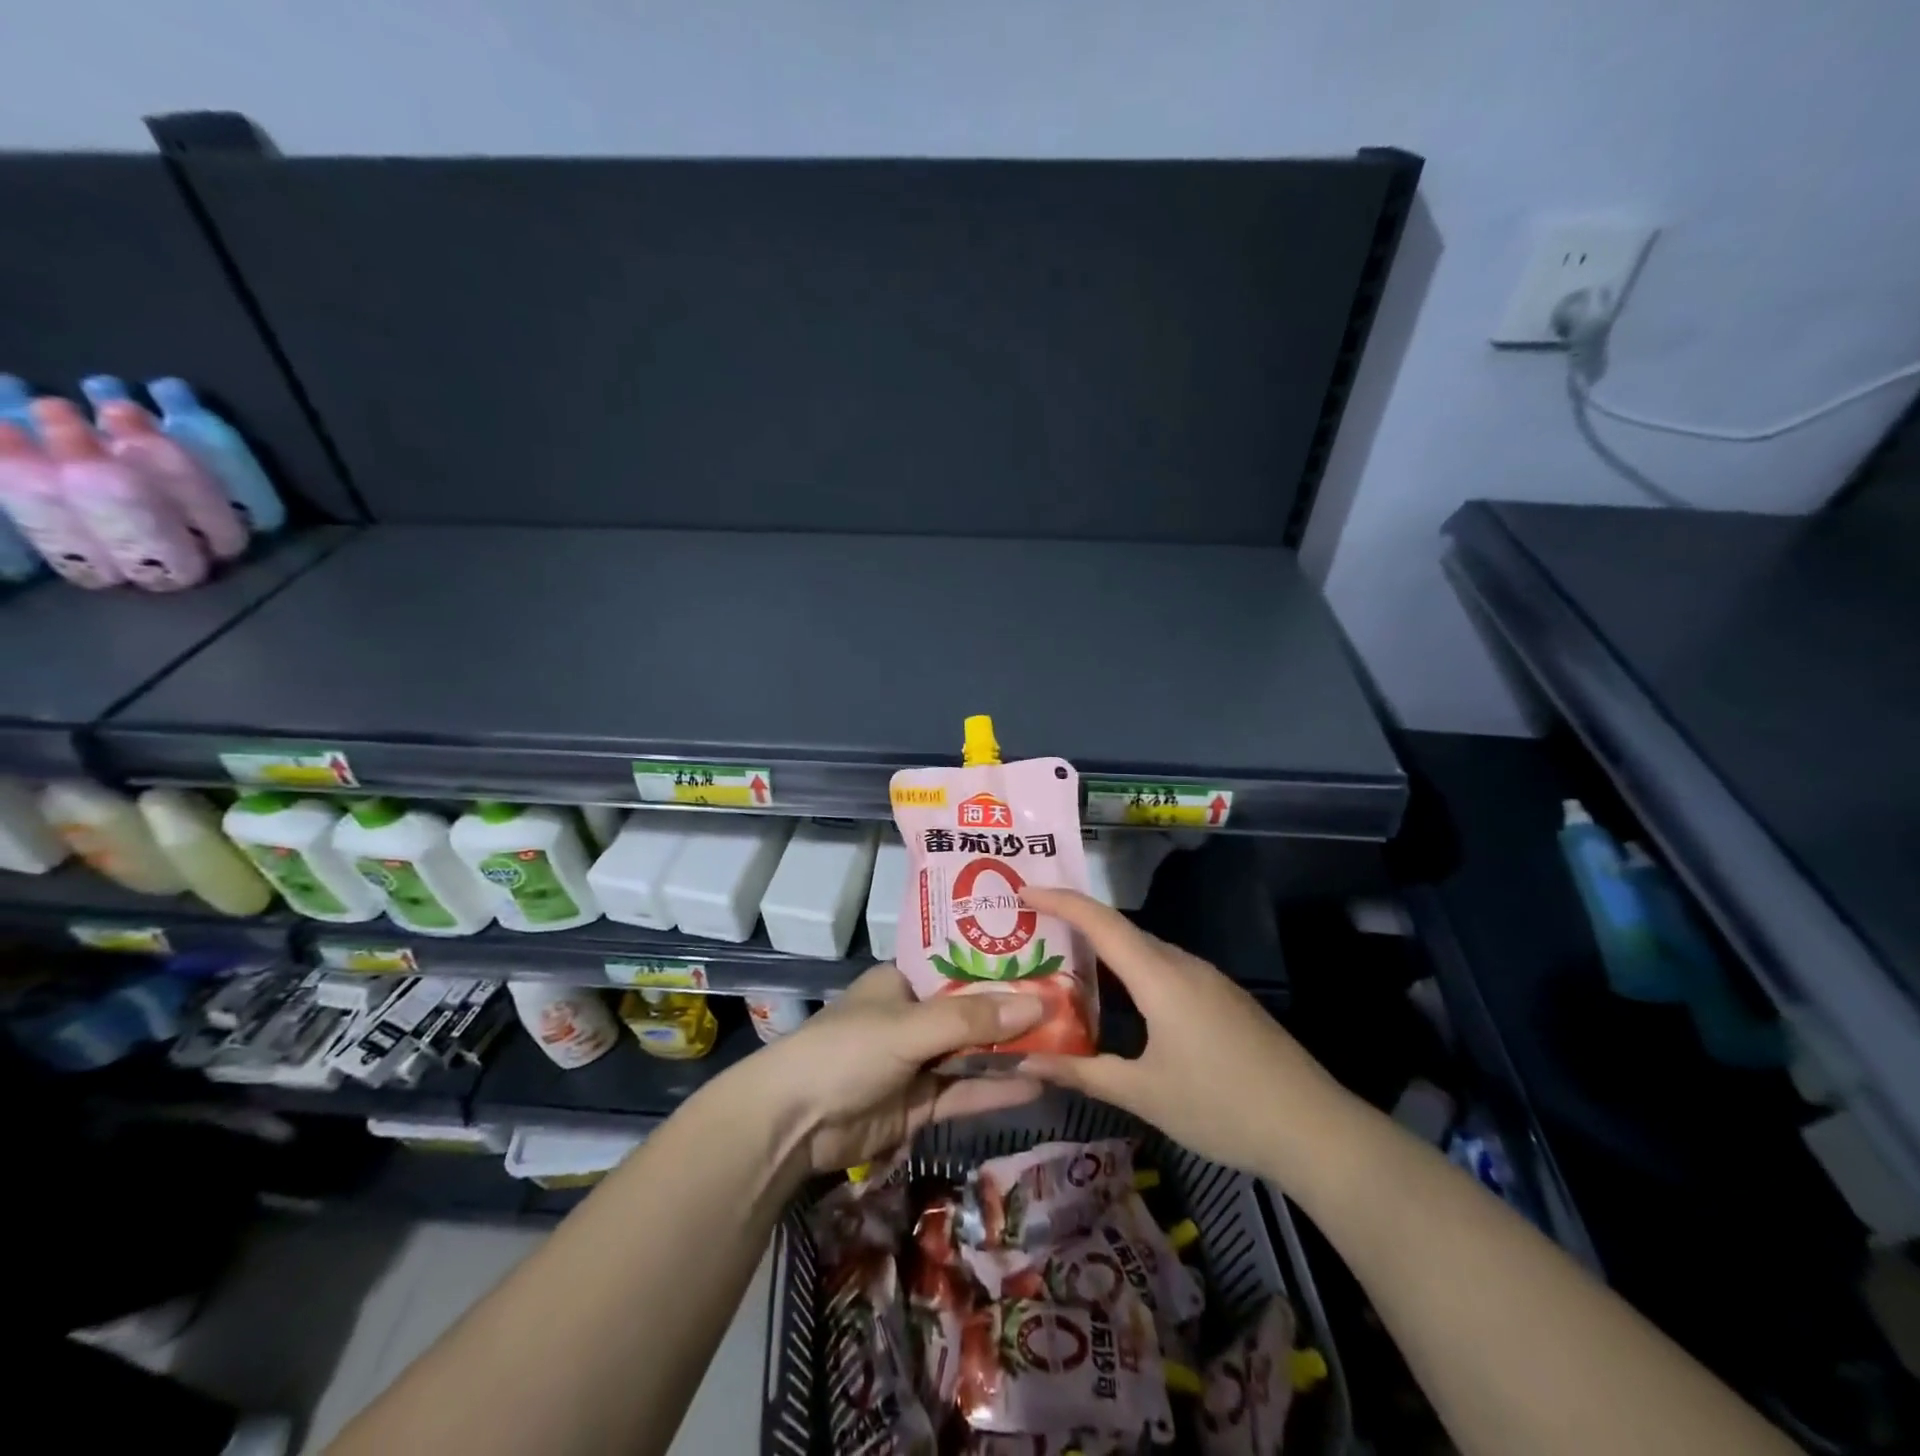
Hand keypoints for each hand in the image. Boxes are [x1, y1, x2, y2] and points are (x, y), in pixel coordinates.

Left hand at [752, 962, 1045, 1173]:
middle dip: (1016, 1014)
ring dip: (1012, 1054)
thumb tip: (1039, 1005)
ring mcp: (919, 1062)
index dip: (1003, 968)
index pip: (963, 967)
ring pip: (974, 1054)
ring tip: (1067, 1047)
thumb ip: (972, 1020)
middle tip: (1072, 1009)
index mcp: (905, 981)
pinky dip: (997, 1089)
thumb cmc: (847, 1052)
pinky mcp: (921, 1104)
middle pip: (974, 1013)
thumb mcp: (910, 1028)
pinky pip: (966, 1091)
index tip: (1050, 964)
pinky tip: (1038, 1085)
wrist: (793, 1125)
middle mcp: (915, 1016)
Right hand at [1018, 886, 1348, 1186]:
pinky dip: (1132, 968)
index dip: (1059, 900)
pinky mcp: (1223, 997)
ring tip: (1067, 960)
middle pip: (1121, 929)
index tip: (1022, 891)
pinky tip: (1121, 997)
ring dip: (1105, 948)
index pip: (1100, 922)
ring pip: (1145, 949)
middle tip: (1033, 930)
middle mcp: (1183, 964)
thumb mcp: (1144, 1094)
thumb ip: (1083, 1072)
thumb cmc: (1222, 1107)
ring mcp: (1208, 979)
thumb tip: (1027, 1061)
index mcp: (1160, 977)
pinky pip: (1166, 967)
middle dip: (1076, 922)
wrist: (1314, 1129)